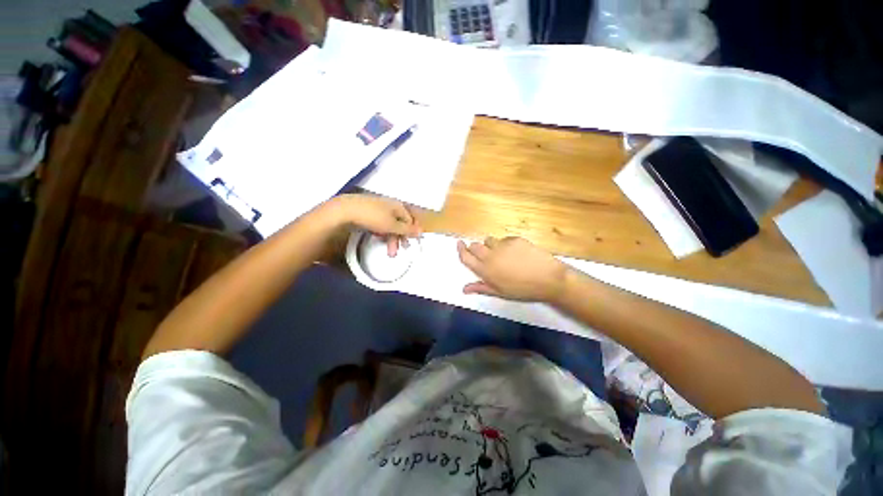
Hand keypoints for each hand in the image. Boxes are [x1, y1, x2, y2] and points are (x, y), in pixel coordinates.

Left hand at [328, 194, 421, 255]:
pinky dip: (381, 232)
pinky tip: (377, 238)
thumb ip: (407, 229)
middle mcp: (389, 204)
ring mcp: (378, 207)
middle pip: (399, 223)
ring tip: (386, 251)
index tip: (408, 245)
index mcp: (398, 206)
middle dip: (398, 239)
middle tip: (395, 253)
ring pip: (389, 224)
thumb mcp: (392, 225)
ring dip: (389, 238)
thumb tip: (422, 231)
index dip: (411, 233)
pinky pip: (379, 223)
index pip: (410, 220)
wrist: (345, 210)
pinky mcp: (367, 211)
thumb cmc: (373, 217)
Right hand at [457, 236, 568, 301]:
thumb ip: (481, 288)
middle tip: (482, 253)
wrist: (548, 278)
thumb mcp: (500, 292)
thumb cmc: (523, 289)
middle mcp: (490, 255)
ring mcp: (503, 245)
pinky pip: (504, 239)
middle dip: (475, 247)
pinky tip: (517, 252)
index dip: (461, 249)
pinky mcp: (514, 239)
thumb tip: (464, 289)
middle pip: (475, 246)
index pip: (466, 257)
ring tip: (502, 254)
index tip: (459, 244)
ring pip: (489, 240)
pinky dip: (506, 244)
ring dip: (491, 246)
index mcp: (485, 270)